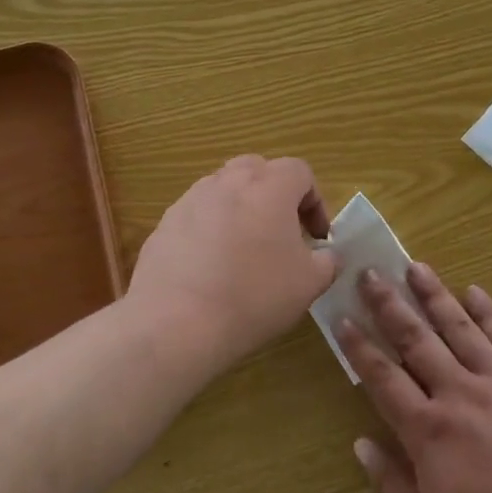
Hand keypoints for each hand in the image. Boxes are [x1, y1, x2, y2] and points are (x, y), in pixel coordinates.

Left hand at [126, 156, 338, 373]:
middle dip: (274, 195)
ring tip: (244, 251)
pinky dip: (209, 230)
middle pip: (257, 170)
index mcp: (270, 187)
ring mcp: (191, 200)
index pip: (300, 171)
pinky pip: (196, 216)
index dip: (315, 202)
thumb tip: (326, 255)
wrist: (176, 323)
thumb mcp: (309, 284)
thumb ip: (327, 261)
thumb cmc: (254, 296)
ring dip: (240, 209)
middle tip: (281, 233)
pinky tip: (210, 269)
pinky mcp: (164, 224)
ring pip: (223, 190)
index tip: (317, 238)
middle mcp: (228, 182)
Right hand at [339, 262, 491, 492]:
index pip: (383, 378)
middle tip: (370, 274)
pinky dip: (487, 312)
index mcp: (429, 431)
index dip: (360, 347)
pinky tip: (474, 291)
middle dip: (389, 305)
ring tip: (414, 266)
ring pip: (459, 327)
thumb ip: (392, 485)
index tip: (343, 318)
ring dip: (433, 295)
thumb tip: (360, 445)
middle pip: (416, 340)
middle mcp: (459, 394)